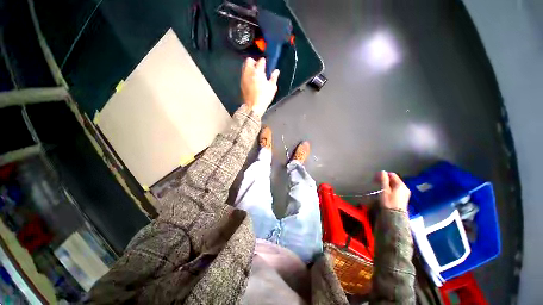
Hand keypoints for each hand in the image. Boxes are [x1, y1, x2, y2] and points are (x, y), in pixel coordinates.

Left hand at [241, 57, 279, 116]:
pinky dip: (247, 74)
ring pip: (244, 66)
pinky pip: (243, 74)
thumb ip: (274, 78)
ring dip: (249, 67)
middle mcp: (249, 72)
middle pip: (249, 60)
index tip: (266, 63)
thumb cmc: (264, 97)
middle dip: (254, 61)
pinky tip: (251, 80)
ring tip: (255, 73)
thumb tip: (276, 71)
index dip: (264, 61)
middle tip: (259, 67)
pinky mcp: (241, 83)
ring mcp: (244, 77)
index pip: (261, 61)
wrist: (253, 106)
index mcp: (258, 72)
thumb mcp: (272, 88)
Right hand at [377, 171, 410, 211]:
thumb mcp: (385, 190)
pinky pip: (397, 189)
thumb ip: (384, 180)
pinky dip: (391, 188)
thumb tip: (383, 171)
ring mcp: (405, 193)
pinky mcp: (404, 197)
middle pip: (394, 179)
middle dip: (385, 179)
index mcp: (400, 185)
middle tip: (376, 181)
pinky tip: (386, 191)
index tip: (376, 177)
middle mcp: (405, 187)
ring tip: (380, 186)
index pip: (392, 175)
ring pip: (395, 184)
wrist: (395, 216)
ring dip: (387, 183)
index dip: (384, 175)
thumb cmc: (389, 202)